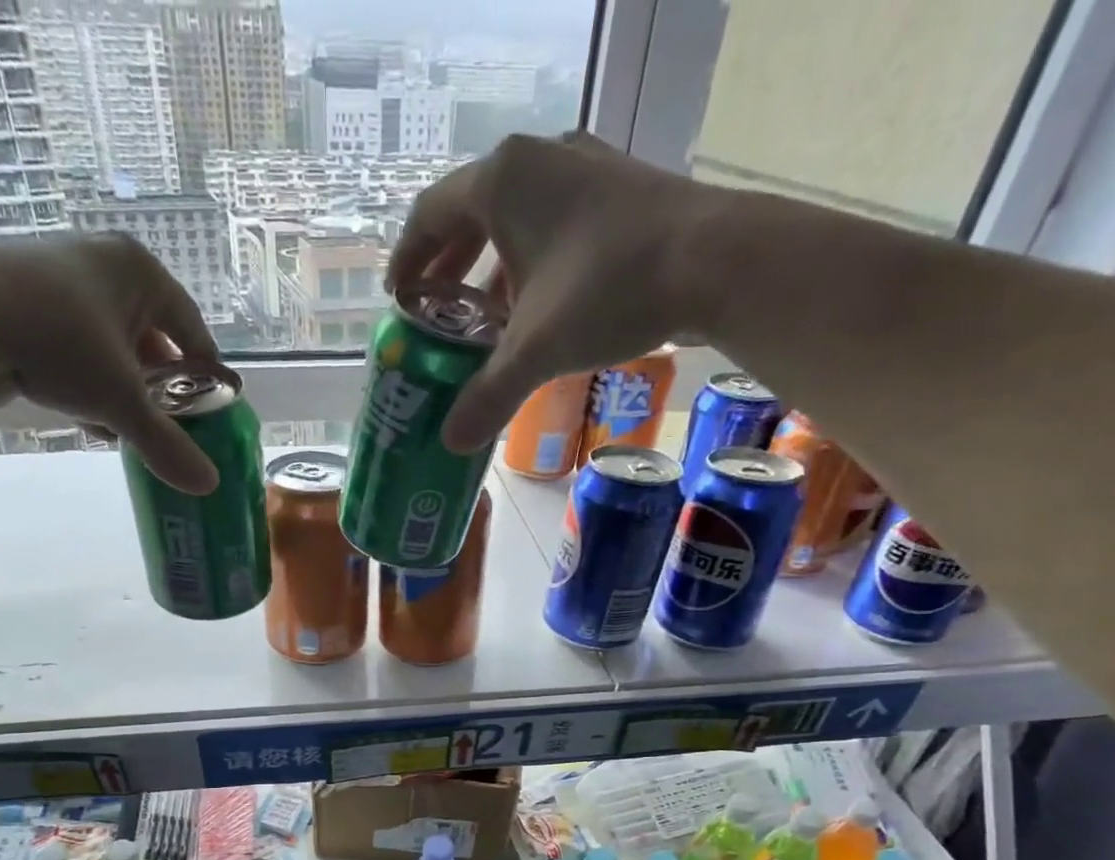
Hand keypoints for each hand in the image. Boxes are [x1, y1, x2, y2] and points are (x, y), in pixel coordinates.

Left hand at [0, 233, 221, 492]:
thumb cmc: (61, 344)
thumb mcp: (123, 403)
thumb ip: (167, 444)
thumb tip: (209, 486)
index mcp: (139, 271)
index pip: (192, 327)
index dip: (206, 372)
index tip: (213, 408)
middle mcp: (103, 265)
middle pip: (152, 339)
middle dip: (160, 388)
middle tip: (170, 427)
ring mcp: (61, 280)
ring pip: (113, 349)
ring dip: (124, 394)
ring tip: (127, 432)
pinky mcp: (27, 304)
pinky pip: (77, 351)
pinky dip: (88, 386)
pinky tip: (88, 421)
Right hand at [388, 133, 710, 452]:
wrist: (715, 260)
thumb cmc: (608, 291)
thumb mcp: (536, 351)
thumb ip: (488, 395)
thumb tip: (451, 443)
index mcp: (502, 183)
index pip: (430, 215)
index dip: (408, 260)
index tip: (398, 300)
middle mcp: (537, 162)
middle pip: (471, 212)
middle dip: (448, 266)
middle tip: (434, 311)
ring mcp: (582, 169)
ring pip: (516, 218)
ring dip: (491, 268)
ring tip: (483, 318)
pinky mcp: (617, 189)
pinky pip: (553, 223)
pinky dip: (532, 263)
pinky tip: (537, 306)